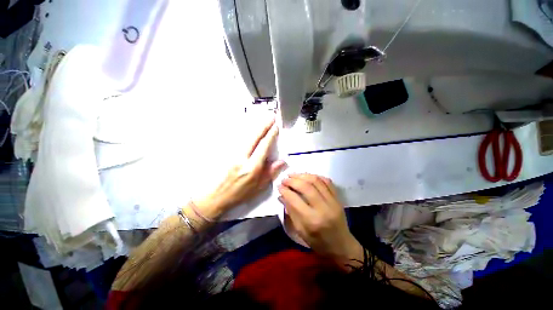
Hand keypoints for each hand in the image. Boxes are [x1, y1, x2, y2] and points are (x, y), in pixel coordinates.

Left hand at [194, 118, 285, 218]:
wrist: (218, 196)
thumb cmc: (241, 194)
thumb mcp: (259, 187)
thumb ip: (271, 172)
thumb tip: (282, 161)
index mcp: (252, 168)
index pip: (263, 147)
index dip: (270, 135)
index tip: (276, 126)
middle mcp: (242, 158)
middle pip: (254, 138)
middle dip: (264, 126)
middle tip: (272, 117)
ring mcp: (234, 155)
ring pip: (246, 137)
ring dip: (256, 128)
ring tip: (265, 121)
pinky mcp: (229, 154)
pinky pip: (241, 141)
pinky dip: (249, 134)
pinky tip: (254, 131)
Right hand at [278, 174, 363, 264]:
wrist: (342, 246)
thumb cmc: (318, 243)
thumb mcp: (300, 231)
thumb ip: (291, 212)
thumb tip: (281, 196)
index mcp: (312, 220)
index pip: (294, 199)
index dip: (285, 190)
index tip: (279, 186)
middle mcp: (323, 208)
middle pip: (306, 187)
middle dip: (293, 180)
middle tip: (285, 179)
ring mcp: (333, 201)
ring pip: (316, 181)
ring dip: (303, 175)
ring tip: (293, 175)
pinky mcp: (338, 198)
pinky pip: (327, 182)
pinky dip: (316, 176)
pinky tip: (307, 176)